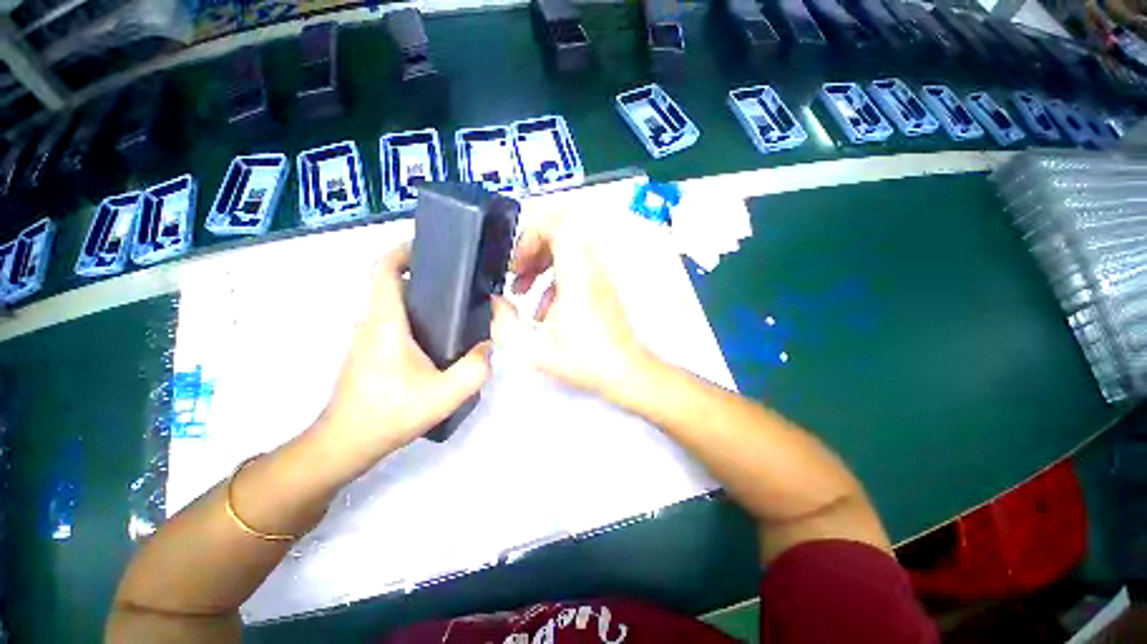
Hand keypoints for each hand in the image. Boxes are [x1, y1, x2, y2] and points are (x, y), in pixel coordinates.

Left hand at [313, 243, 490, 469]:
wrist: (346, 444)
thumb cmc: (389, 414)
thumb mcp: (445, 394)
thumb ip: (475, 368)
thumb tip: (487, 347)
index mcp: (385, 322)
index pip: (384, 270)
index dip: (403, 251)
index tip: (431, 246)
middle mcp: (371, 322)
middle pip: (392, 282)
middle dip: (422, 272)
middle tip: (458, 278)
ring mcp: (368, 337)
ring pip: (393, 302)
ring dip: (420, 294)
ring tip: (456, 303)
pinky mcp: (370, 350)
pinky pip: (393, 319)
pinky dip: (415, 313)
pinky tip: (440, 333)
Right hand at [492, 214, 646, 397]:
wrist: (625, 372)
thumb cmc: (587, 361)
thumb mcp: (535, 349)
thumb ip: (505, 324)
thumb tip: (494, 302)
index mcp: (577, 276)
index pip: (559, 225)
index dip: (530, 231)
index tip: (515, 258)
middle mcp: (591, 270)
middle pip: (561, 232)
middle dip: (531, 247)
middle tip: (516, 270)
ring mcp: (598, 277)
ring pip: (566, 249)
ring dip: (540, 262)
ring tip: (522, 288)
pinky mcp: (600, 287)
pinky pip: (573, 267)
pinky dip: (552, 277)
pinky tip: (542, 308)